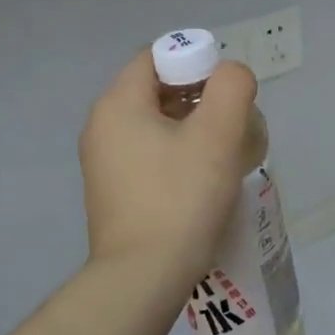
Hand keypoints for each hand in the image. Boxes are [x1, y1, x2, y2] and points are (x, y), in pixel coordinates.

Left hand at [78, 51, 256, 295]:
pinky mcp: (113, 193)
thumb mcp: (217, 134)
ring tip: (224, 154)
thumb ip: (231, 88)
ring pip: (155, 125)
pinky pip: (149, 155)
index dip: (196, 62)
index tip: (226, 94)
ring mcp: (103, 163)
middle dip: (199, 98)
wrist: (144, 278)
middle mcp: (101, 127)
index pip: (156, 56)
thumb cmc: (181, 199)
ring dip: (192, 129)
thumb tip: (230, 74)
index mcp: (118, 104)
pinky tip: (202, 181)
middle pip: (156, 89)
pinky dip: (176, 155)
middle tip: (232, 124)